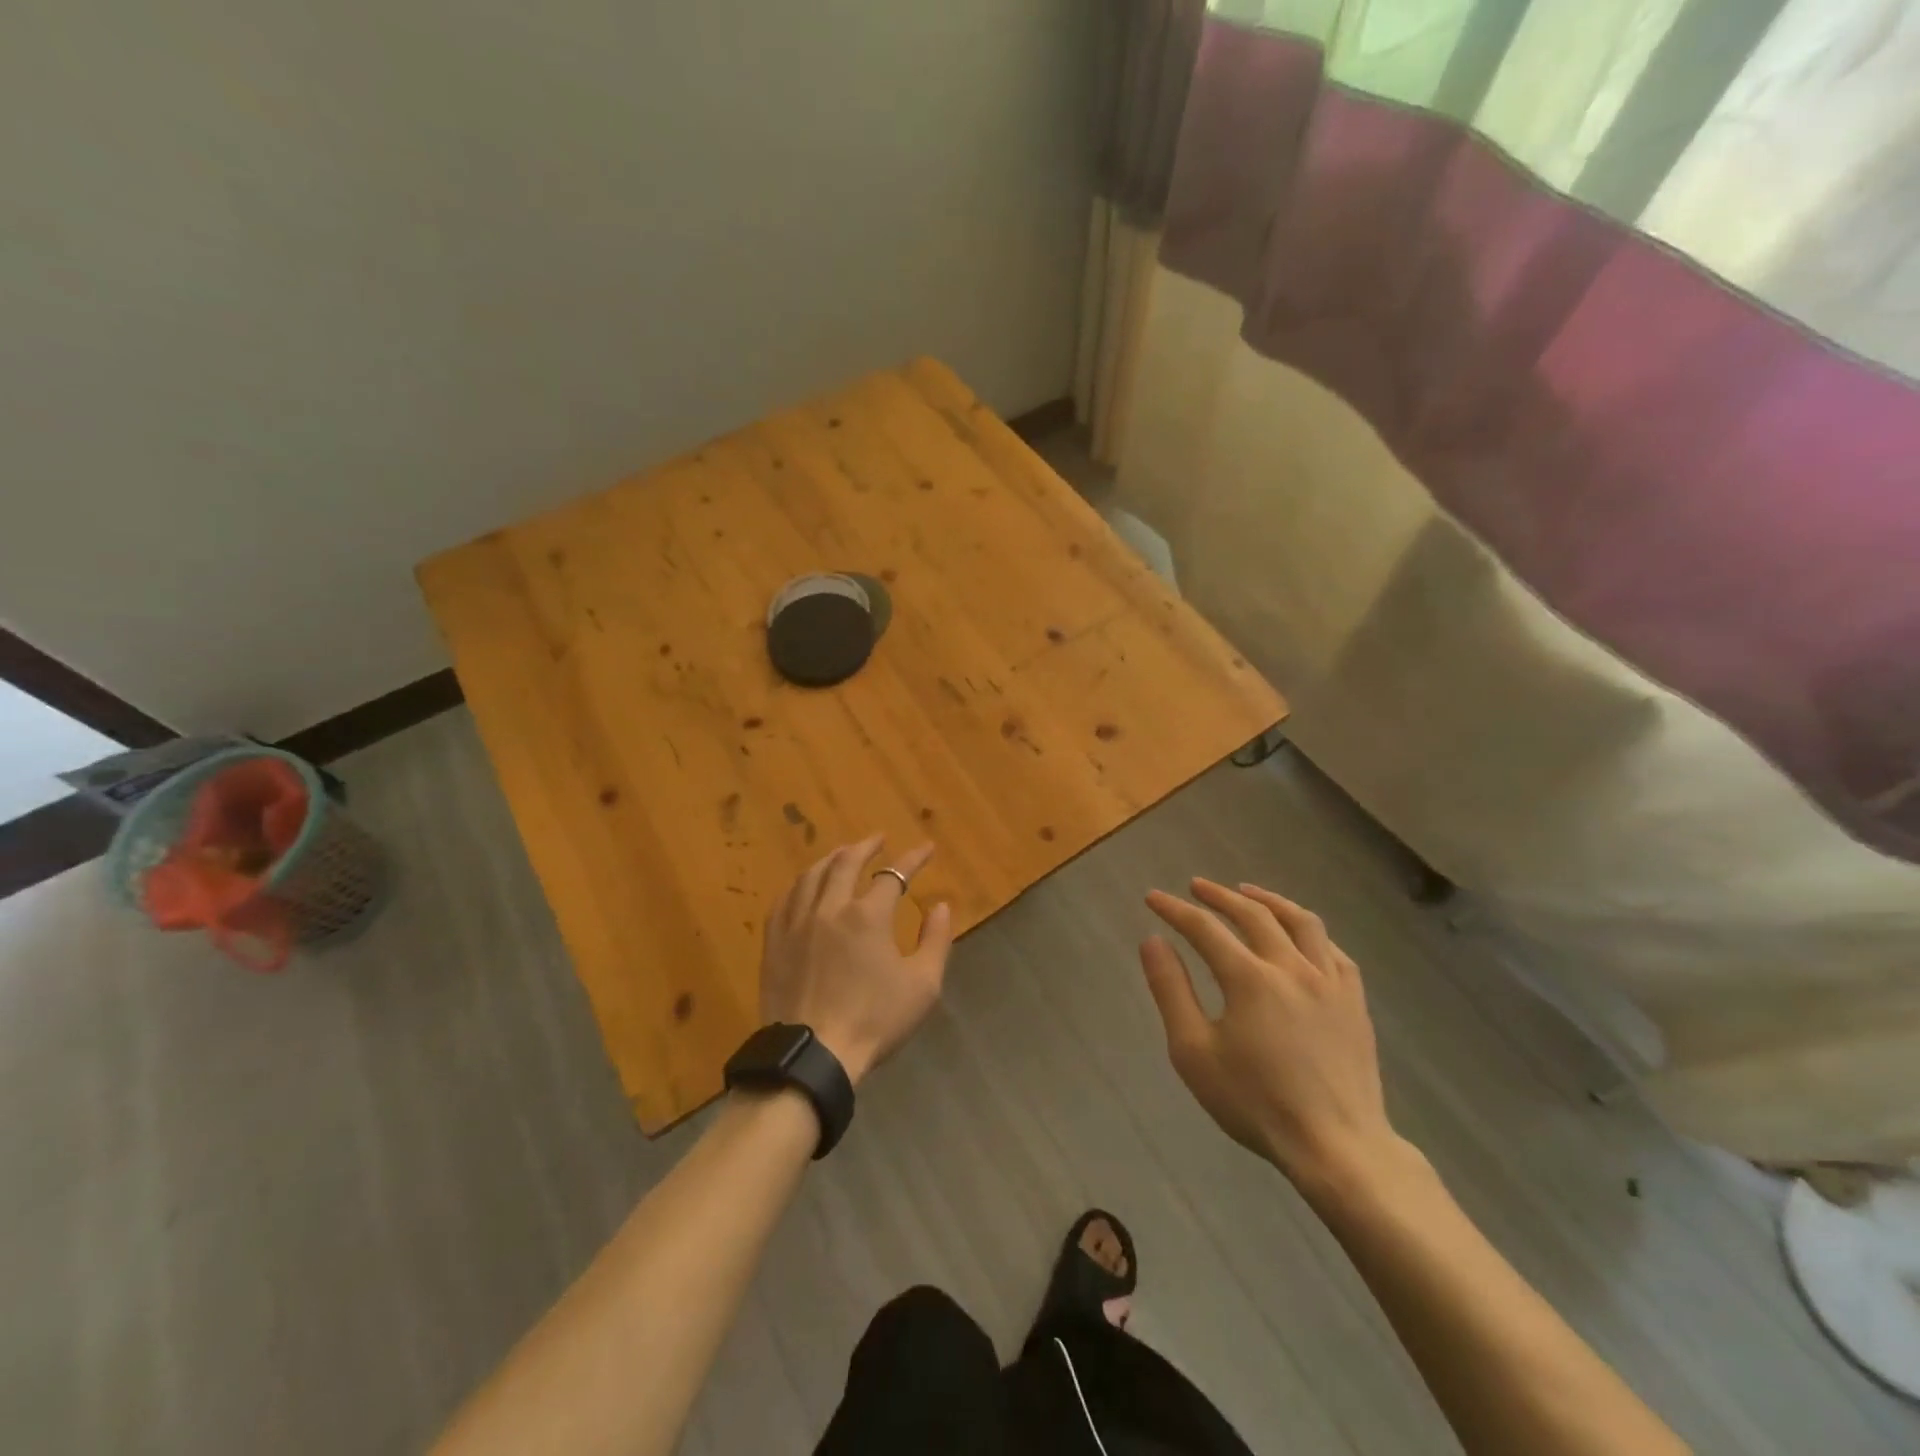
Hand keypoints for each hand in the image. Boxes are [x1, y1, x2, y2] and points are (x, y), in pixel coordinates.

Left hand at [759, 836, 953, 1086]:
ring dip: (831, 859)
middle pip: (846, 863)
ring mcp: (797, 923)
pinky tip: (805, 886)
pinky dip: (800, 884)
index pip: (893, 875)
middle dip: (866, 847)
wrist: (813, 1055)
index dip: (913, 859)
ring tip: (842, 854)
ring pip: (812, 875)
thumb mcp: (922, 985)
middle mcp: (829, 908)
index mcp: (867, 916)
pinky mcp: (775, 942)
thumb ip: (935, 940)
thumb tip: (940, 906)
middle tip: (878, 840)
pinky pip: (785, 899)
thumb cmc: (874, 1021)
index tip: (926, 849)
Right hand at [1141, 878, 1400, 1191]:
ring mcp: (1330, 982)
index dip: (1175, 909)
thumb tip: (1152, 941)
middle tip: (1196, 887)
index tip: (1153, 897)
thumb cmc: (1255, 1102)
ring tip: (1249, 893)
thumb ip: (1171, 991)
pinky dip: (1310, 933)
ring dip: (1269, 900)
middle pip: (1253, 914)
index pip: (1204, 928)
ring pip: (1302, 922)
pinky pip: (1334, 951)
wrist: (1337, 1147)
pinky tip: (1300, 937)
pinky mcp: (1355, 1002)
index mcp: (1250, 978)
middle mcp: (1292, 967)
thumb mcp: (1194, 1052)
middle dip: (1219, 896)